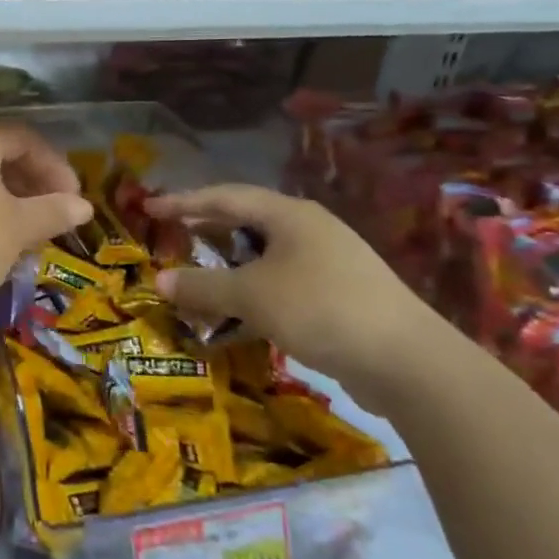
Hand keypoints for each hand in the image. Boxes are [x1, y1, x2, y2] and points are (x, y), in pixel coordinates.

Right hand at [147, 183, 448, 411]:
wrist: (407, 360)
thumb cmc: (320, 308)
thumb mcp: (251, 295)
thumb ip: (202, 285)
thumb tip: (160, 280)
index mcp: (290, 215)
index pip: (225, 197)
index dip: (184, 202)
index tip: (150, 208)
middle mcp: (311, 229)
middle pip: (248, 220)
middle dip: (208, 228)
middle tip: (173, 234)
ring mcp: (331, 260)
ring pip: (266, 253)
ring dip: (230, 263)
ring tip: (202, 272)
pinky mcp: (341, 293)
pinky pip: (283, 280)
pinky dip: (254, 288)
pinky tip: (243, 309)